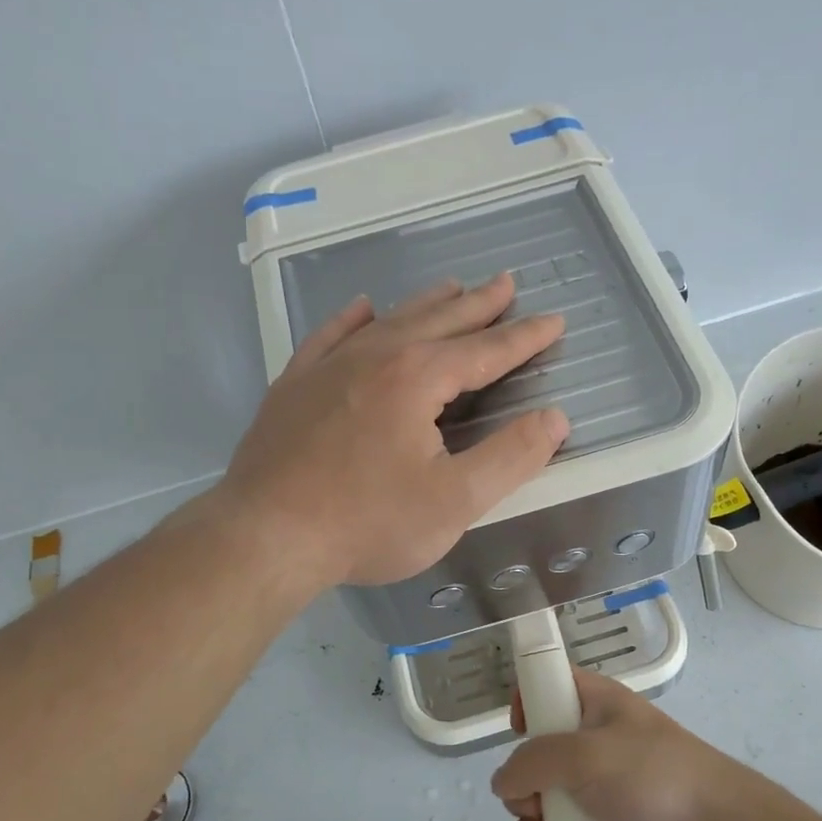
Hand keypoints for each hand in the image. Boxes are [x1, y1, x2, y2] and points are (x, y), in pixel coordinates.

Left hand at [218, 274, 568, 589]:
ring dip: (426, 304)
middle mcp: (375, 356)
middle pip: (439, 321)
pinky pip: (329, 336)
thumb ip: (511, 457)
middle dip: (478, 304)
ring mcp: (328, 367)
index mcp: (418, 379)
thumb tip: (554, 418)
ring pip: (388, 321)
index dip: (525, 337)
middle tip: (505, 283)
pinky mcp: (294, 386)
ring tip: (452, 287)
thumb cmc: (367, 523)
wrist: (266, 536)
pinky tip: (362, 308)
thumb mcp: (455, 501)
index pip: (486, 350)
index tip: (555, 320)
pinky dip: (352, 319)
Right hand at [492, 667, 753, 820]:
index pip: (549, 687)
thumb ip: (533, 762)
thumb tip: (503, 783)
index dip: (527, 704)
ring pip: (540, 809)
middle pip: (532, 760)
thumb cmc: (651, 775)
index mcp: (593, 706)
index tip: (519, 733)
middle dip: (521, 792)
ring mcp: (596, 792)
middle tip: (534, 809)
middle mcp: (590, 745)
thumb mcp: (585, 755)